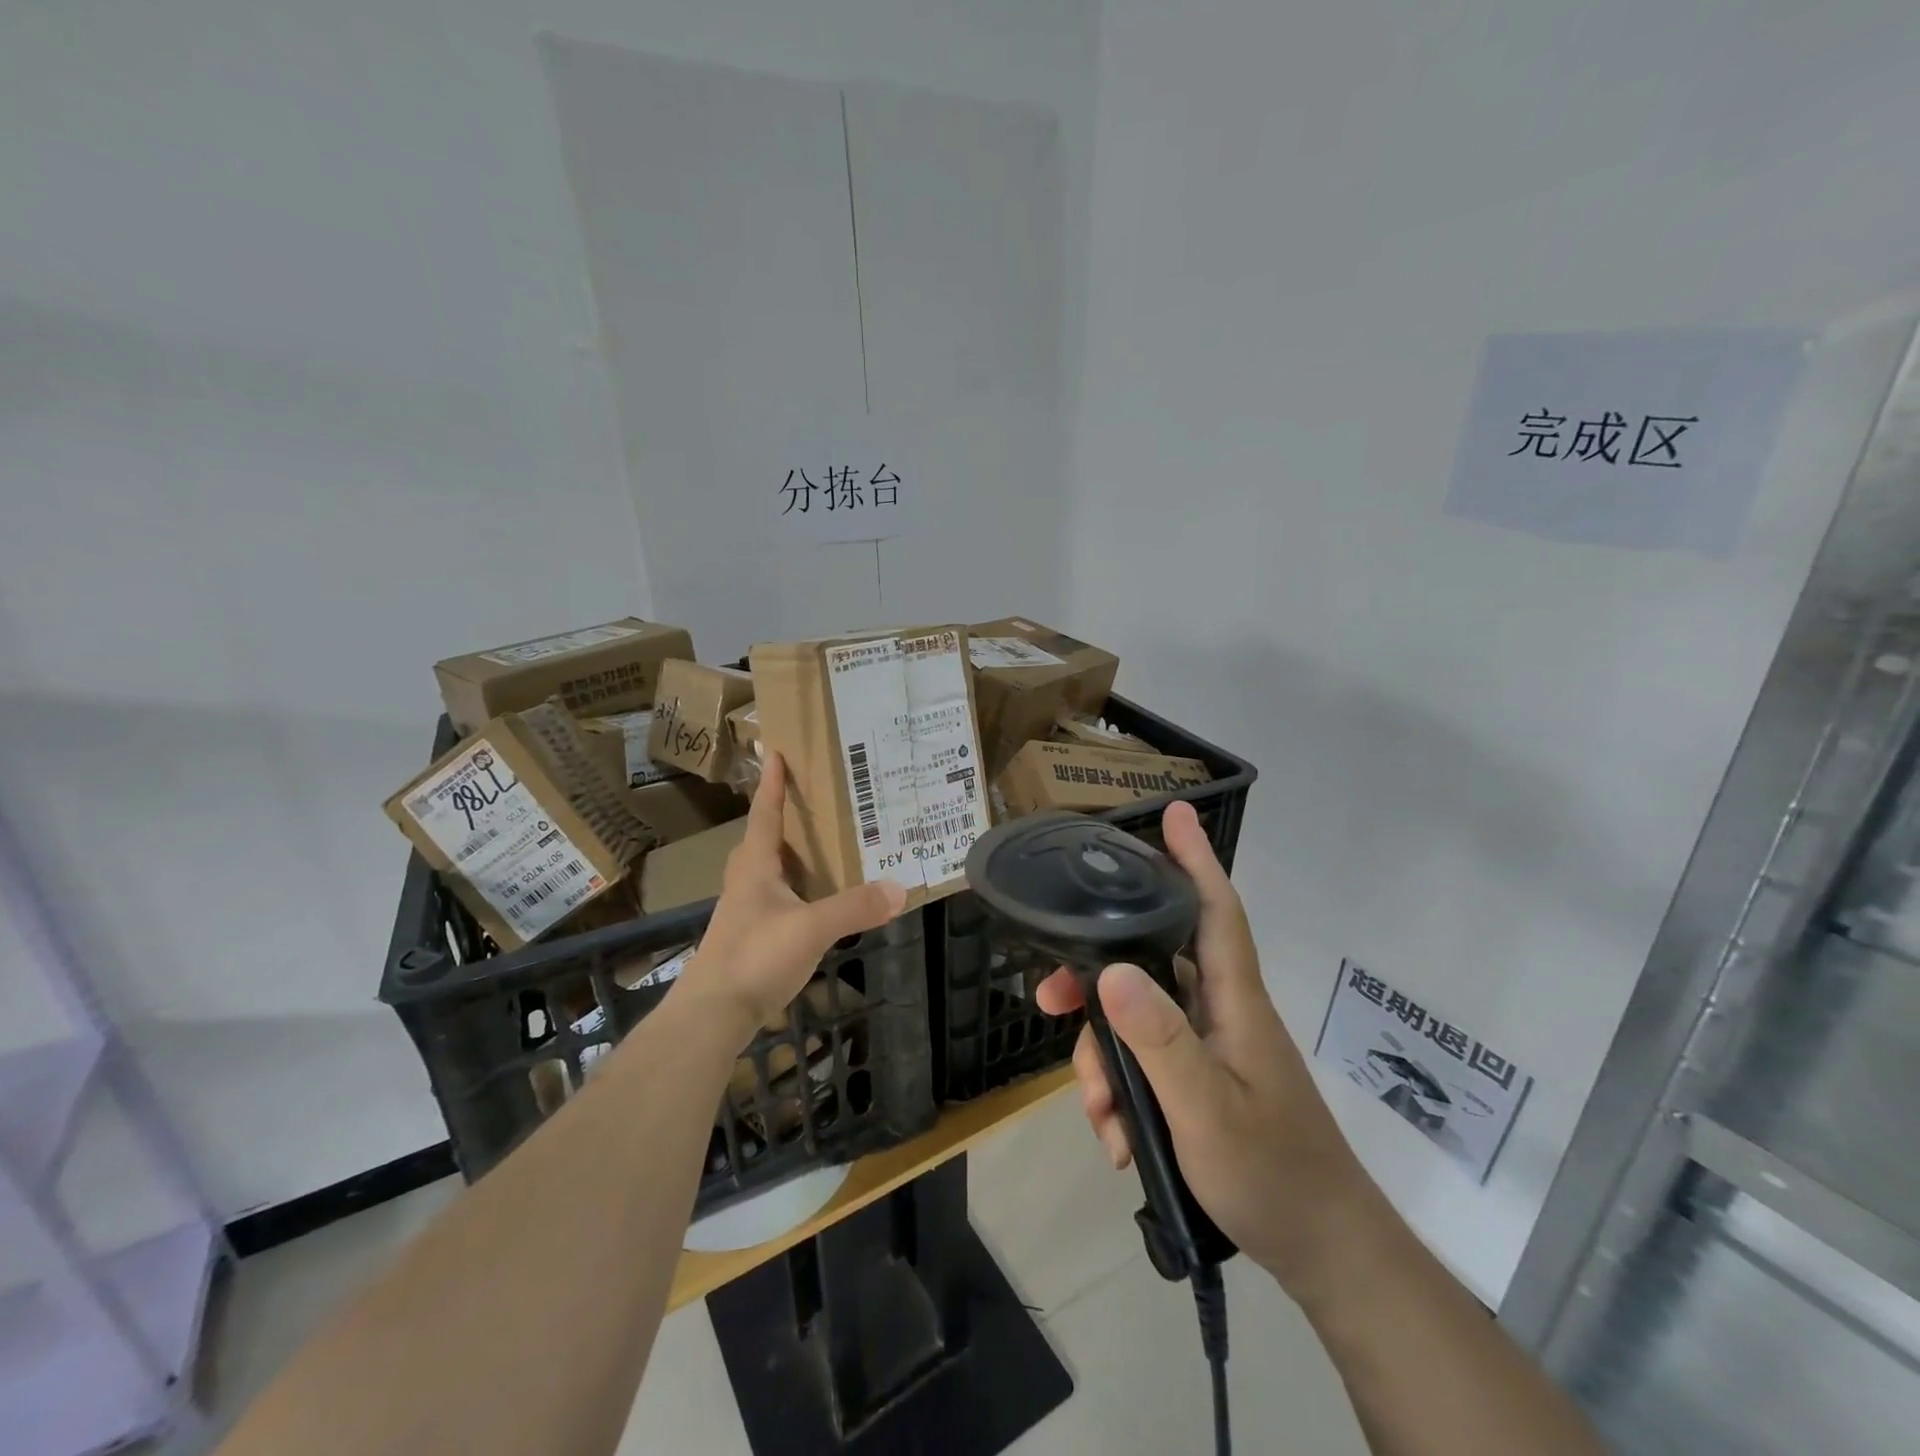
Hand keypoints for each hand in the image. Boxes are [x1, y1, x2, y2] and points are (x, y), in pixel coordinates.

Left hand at [673, 752, 905, 1039]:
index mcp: (755, 867)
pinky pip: (775, 898)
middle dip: (780, 817)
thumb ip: (854, 907)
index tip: (774, 751)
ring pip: (767, 870)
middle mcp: (746, 882)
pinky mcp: (750, 937)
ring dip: (789, 854)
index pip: (765, 814)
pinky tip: (814, 900)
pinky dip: (795, 888)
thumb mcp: (811, 929)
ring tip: (820, 846)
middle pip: (762, 839)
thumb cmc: (754, 957)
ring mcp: (745, 911)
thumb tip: (900, 887)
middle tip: (809, 801)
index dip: (771, 784)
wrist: (711, 1013)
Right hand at [1036, 800, 1372, 1294]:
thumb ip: (1159, 1041)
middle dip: (1096, 980)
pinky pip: (1146, 1062)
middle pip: (1150, 964)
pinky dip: (1123, 1093)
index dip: (1194, 857)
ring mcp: (1210, 1046)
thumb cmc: (1273, 1175)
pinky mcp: (1201, 1078)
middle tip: (1050, 1001)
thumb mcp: (1206, 1111)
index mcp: (1233, 1000)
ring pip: (1137, 1019)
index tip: (1173, 812)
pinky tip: (1117, 1139)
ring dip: (1105, 1059)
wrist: (1324, 1253)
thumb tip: (1111, 969)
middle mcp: (1220, 1010)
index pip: (1214, 909)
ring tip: (1099, 1116)